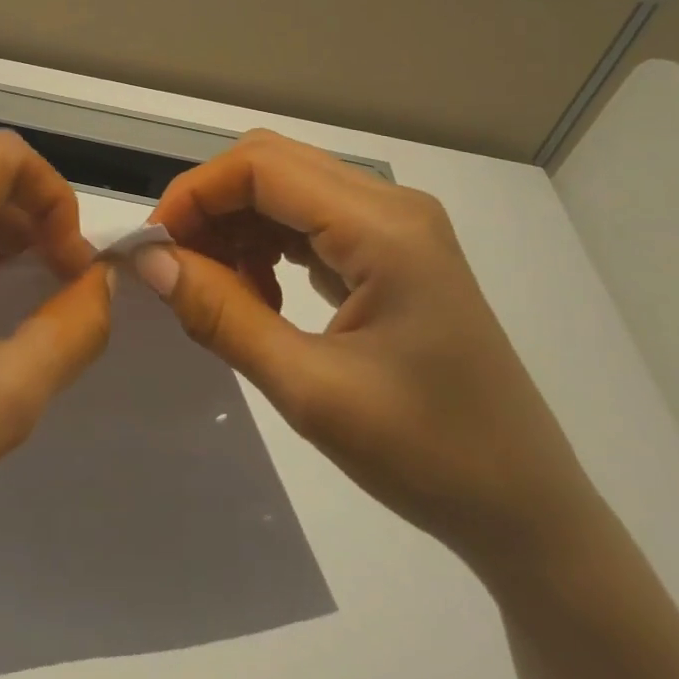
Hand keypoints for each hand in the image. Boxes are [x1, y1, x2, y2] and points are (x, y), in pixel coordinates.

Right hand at [143, 130, 596, 569]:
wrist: (529, 513)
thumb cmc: (428, 456)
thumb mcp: (310, 391)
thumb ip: (221, 314)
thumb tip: (149, 260)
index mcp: (383, 227)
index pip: (260, 166)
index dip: (194, 193)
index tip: (153, 248)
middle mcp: (392, 205)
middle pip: (271, 165)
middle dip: (210, 205)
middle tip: (173, 267)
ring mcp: (397, 226)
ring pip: (287, 188)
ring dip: (236, 225)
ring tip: (215, 290)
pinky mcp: (394, 250)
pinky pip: (310, 220)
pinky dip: (267, 244)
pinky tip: (258, 296)